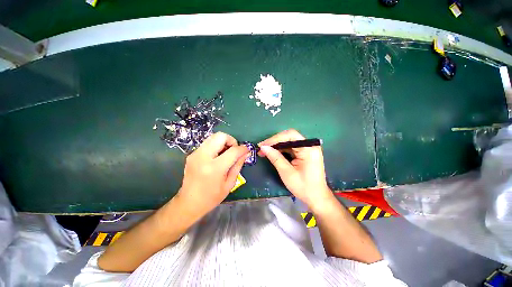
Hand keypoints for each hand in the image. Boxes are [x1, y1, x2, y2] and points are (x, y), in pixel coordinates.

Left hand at [177, 132, 248, 218]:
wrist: (189, 203)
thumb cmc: (212, 197)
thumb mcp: (230, 183)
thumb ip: (238, 165)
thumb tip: (245, 153)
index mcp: (215, 168)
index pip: (233, 151)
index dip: (242, 149)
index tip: (246, 150)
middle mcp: (203, 157)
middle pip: (220, 136)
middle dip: (231, 140)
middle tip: (234, 150)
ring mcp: (195, 154)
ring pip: (213, 137)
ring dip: (223, 142)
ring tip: (226, 153)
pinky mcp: (192, 154)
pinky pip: (208, 143)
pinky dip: (216, 146)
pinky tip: (218, 156)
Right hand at [258, 129, 332, 208]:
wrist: (316, 197)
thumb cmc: (303, 187)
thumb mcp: (287, 173)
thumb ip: (275, 158)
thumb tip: (263, 147)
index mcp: (309, 149)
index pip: (290, 135)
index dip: (275, 138)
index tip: (262, 145)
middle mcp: (309, 145)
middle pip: (289, 137)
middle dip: (274, 142)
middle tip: (261, 148)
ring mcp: (307, 149)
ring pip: (288, 142)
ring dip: (276, 146)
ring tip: (264, 151)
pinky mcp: (304, 153)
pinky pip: (290, 148)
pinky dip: (281, 150)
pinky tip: (272, 153)